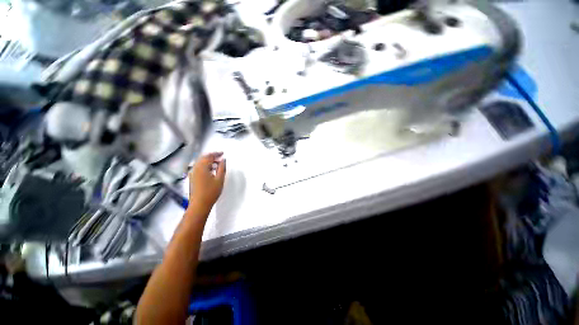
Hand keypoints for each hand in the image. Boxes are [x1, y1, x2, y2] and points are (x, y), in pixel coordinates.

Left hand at [188, 152, 225, 212]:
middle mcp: (195, 169)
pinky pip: (198, 167)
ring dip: (208, 161)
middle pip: (203, 158)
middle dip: (212, 156)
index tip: (222, 153)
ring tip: (217, 164)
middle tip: (220, 157)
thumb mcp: (220, 179)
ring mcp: (192, 174)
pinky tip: (211, 171)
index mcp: (201, 168)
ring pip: (200, 163)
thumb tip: (223, 160)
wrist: (199, 205)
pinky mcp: (192, 178)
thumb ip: (222, 168)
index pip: (209, 156)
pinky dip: (205, 166)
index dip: (216, 153)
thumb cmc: (211, 192)